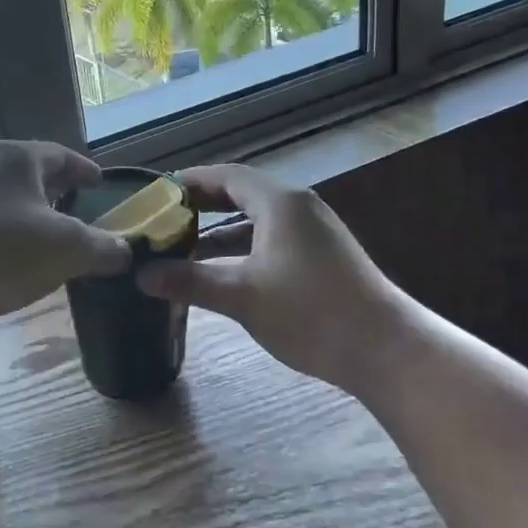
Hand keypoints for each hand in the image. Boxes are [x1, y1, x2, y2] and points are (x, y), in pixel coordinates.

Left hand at [0, 140, 130, 327]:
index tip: (100, 183)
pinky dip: (10, 229)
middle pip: (31, 172)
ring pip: (8, 195)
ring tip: (50, 232)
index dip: (84, 170)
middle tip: (79, 203)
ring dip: (31, 211)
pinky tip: (16, 254)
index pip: (61, 155)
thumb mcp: (67, 250)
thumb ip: (104, 247)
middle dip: (57, 188)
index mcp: (17, 158)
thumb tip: (126, 251)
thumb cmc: (3, 252)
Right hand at [135, 164, 403, 393]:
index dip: (189, 181)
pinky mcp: (322, 259)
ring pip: (255, 222)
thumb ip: (189, 281)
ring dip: (219, 233)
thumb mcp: (242, 295)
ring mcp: (314, 234)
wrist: (386, 350)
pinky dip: (242, 251)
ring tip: (182, 248)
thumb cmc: (311, 312)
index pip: (226, 176)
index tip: (156, 192)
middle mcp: (298, 208)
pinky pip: (270, 241)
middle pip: (241, 195)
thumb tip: (141, 276)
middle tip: (163, 218)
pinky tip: (222, 275)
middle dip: (201, 206)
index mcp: (280, 203)